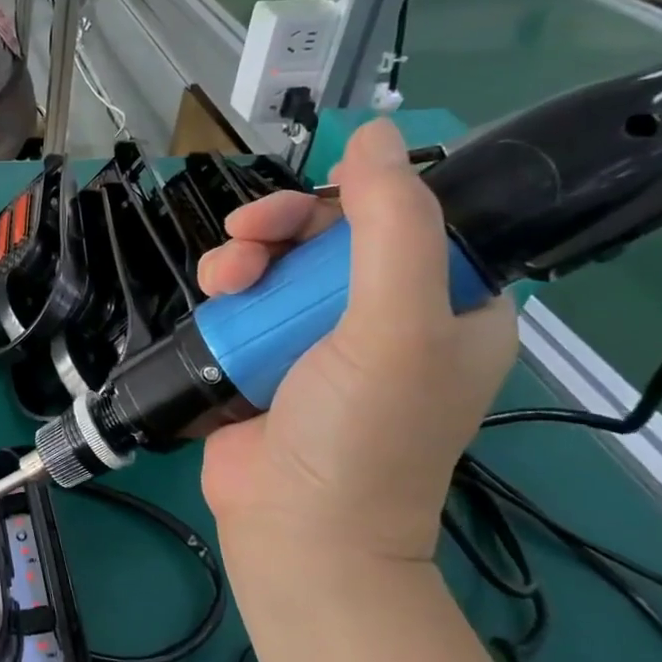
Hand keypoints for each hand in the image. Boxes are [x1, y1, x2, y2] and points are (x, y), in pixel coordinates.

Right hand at [197, 120, 516, 572]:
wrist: (296, 529)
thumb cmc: (362, 433)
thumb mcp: (394, 327)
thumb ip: (392, 226)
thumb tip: (375, 132)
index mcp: (449, 307)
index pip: (409, 220)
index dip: (357, 200)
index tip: (312, 208)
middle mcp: (388, 317)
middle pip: (330, 236)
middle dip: (283, 227)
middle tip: (246, 235)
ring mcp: (320, 338)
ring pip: (278, 262)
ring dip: (244, 257)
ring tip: (223, 280)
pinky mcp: (266, 356)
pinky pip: (246, 298)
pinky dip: (226, 291)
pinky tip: (212, 299)